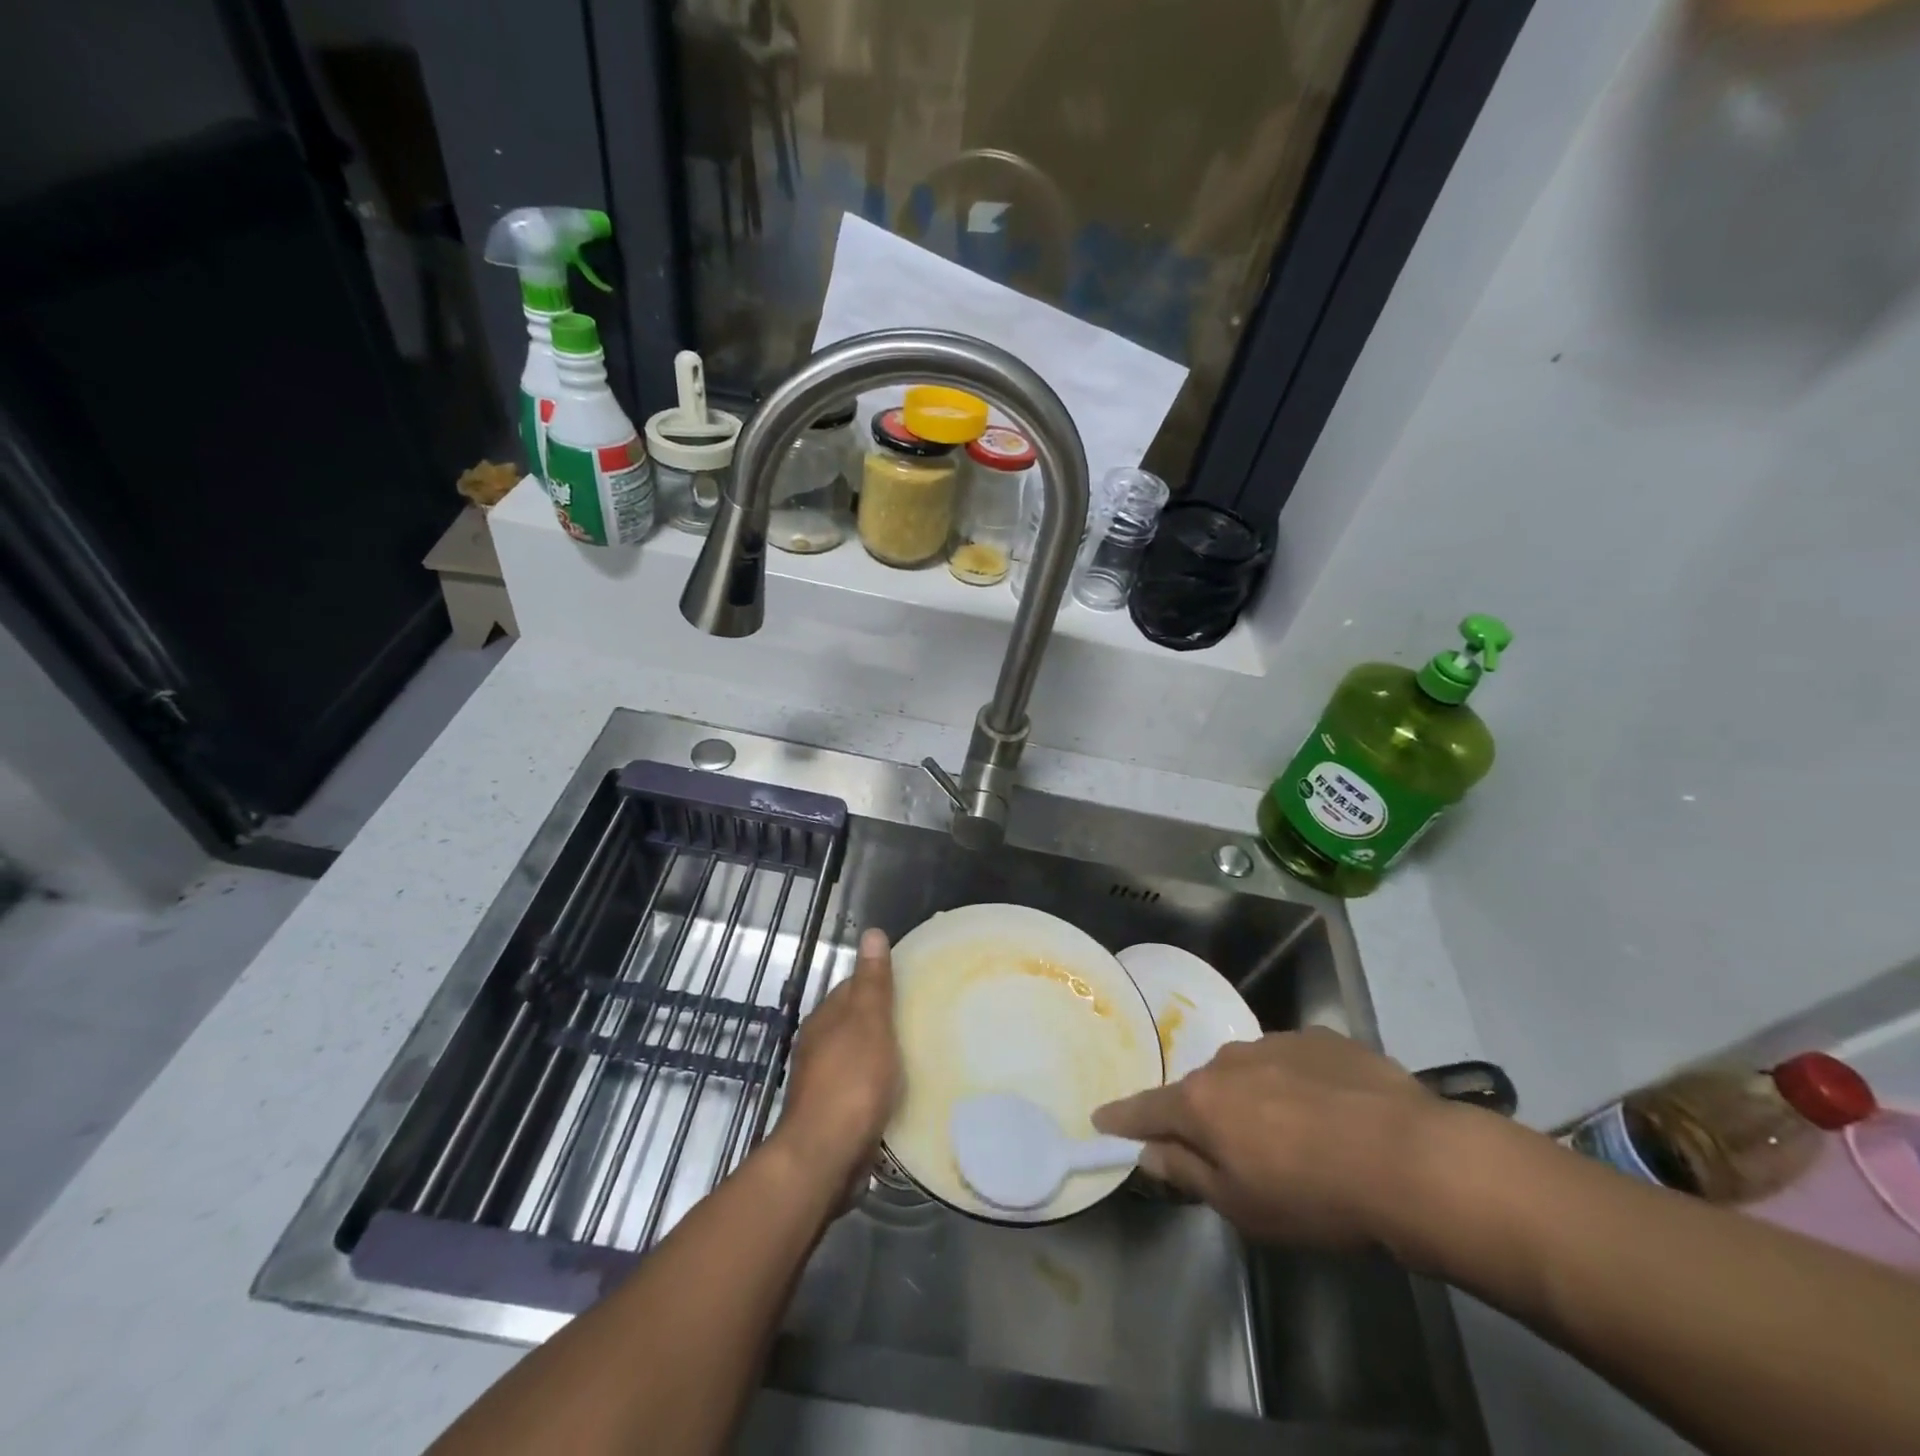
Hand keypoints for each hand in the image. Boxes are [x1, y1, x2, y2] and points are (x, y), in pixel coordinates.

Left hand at [774, 929, 902, 1190]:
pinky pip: (860, 1088)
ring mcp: (822, 1081)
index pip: (853, 986)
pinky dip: (878, 1084)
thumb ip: (872, 982)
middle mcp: (818, 1045)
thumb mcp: (868, 1023)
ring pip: (857, 1055)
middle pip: (855, 1021)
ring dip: (881, 1053)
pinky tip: (899, 1091)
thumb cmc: (851, 1082)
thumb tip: (871, 933)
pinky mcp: (832, 1114)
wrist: (824, 1157)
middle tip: (924, 1018)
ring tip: (918, 1053)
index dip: (880, 981)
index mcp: (825, 1018)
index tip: (912, 983)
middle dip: (883, 1018)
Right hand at [1093, 1028, 1452, 1251]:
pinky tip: (1332, 1113)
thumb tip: (1148, 1152)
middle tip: (1232, 1150)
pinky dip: (1295, 1084)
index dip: (1122, 1117)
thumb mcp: (1242, 1205)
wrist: (1410, 1159)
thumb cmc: (1315, 1196)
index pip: (1147, 1108)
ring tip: (1294, 1134)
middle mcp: (1228, 1060)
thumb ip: (1187, 1173)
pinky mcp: (1320, 1038)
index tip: (1101, 1118)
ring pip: (1247, 1071)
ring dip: (1254, 1097)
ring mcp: (1275, 1042)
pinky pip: (1291, 1062)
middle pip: (1202, 1089)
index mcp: (1202, 1102)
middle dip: (1206, 1115)